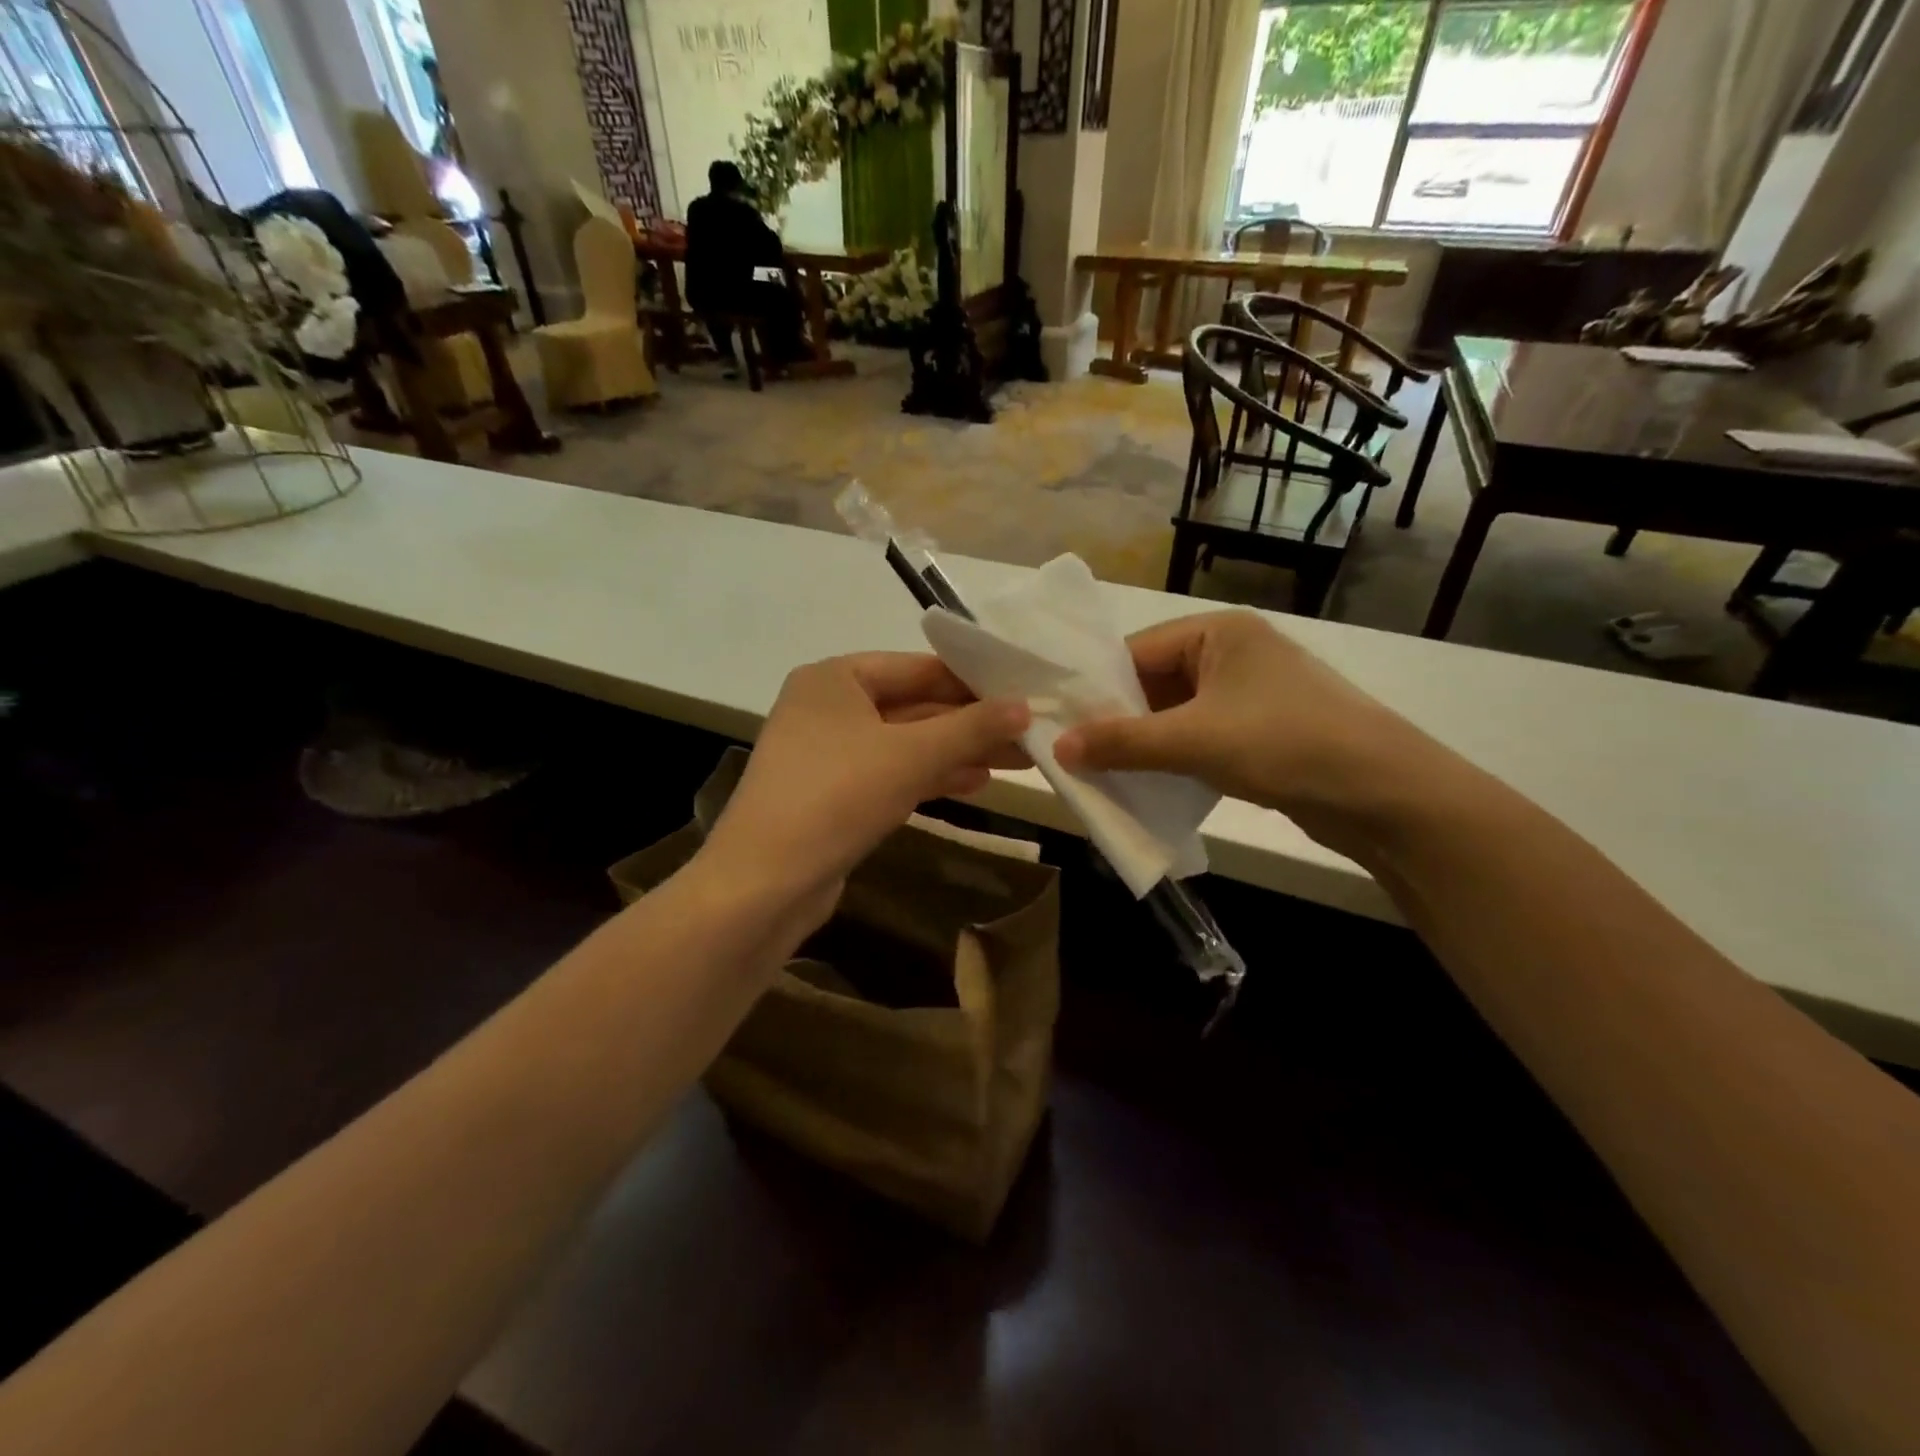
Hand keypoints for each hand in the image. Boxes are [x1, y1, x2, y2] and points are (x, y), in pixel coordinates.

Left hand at [701, 652, 1028, 915]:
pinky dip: (930, 776)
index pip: (918, 667)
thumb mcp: (912, 755)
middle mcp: (828, 707)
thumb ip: (971, 727)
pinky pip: (891, 773)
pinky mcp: (833, 794)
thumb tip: (1025, 706)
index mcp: (835, 678)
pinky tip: (974, 784)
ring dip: (957, 752)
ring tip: (1016, 761)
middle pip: (914, 705)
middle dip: (971, 723)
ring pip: (906, 744)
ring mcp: (828, 753)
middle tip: (1029, 734)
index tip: (1023, 694)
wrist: (765, 882)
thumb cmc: (837, 796)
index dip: (973, 682)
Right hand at [1052, 611, 1442, 856]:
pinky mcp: (1262, 729)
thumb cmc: (1285, 743)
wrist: (1385, 794)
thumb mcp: (1194, 741)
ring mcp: (1251, 692)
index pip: (1137, 651)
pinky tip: (1148, 780)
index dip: (1096, 687)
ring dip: (1144, 742)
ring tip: (1103, 770)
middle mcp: (1233, 652)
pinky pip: (1200, 735)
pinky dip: (1174, 756)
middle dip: (1118, 718)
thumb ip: (1122, 742)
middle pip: (1154, 681)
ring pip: (1176, 713)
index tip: (1059, 722)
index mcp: (1218, 632)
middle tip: (1075, 752)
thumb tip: (1056, 747)